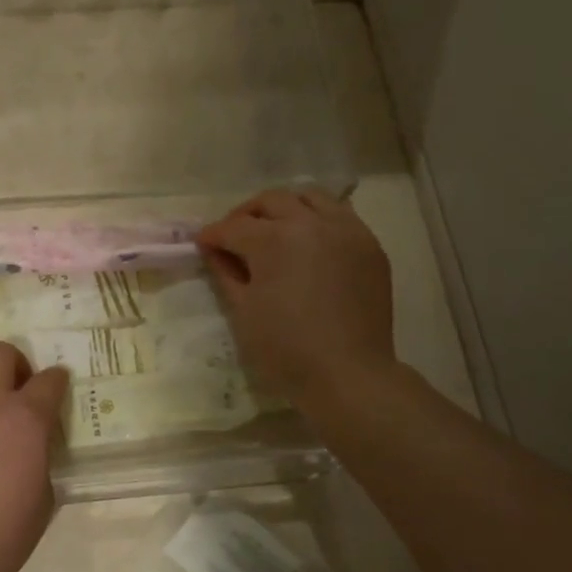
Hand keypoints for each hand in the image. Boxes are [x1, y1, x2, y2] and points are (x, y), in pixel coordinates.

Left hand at [0, 341, 67, 571]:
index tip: (59, 389)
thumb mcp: (43, 499)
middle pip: (0, 352)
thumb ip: (42, 458)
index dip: (58, 382)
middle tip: (21, 391)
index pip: (49, 380)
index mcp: (25, 419)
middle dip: (17, 364)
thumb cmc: (0, 536)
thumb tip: (33, 446)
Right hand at [197, 189, 397, 408]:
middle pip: (271, 201)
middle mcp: (312, 223)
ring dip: (285, 207)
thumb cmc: (286, 348)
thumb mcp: (243, 311)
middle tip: (234, 237)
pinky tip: (308, 243)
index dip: (213, 235)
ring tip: (274, 230)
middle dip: (246, 215)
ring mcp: (346, 231)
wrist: (348, 374)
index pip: (235, 227)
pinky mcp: (369, 246)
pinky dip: (318, 219)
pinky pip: (340, 215)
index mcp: (275, 240)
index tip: (202, 243)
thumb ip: (226, 273)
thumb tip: (214, 251)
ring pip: (311, 197)